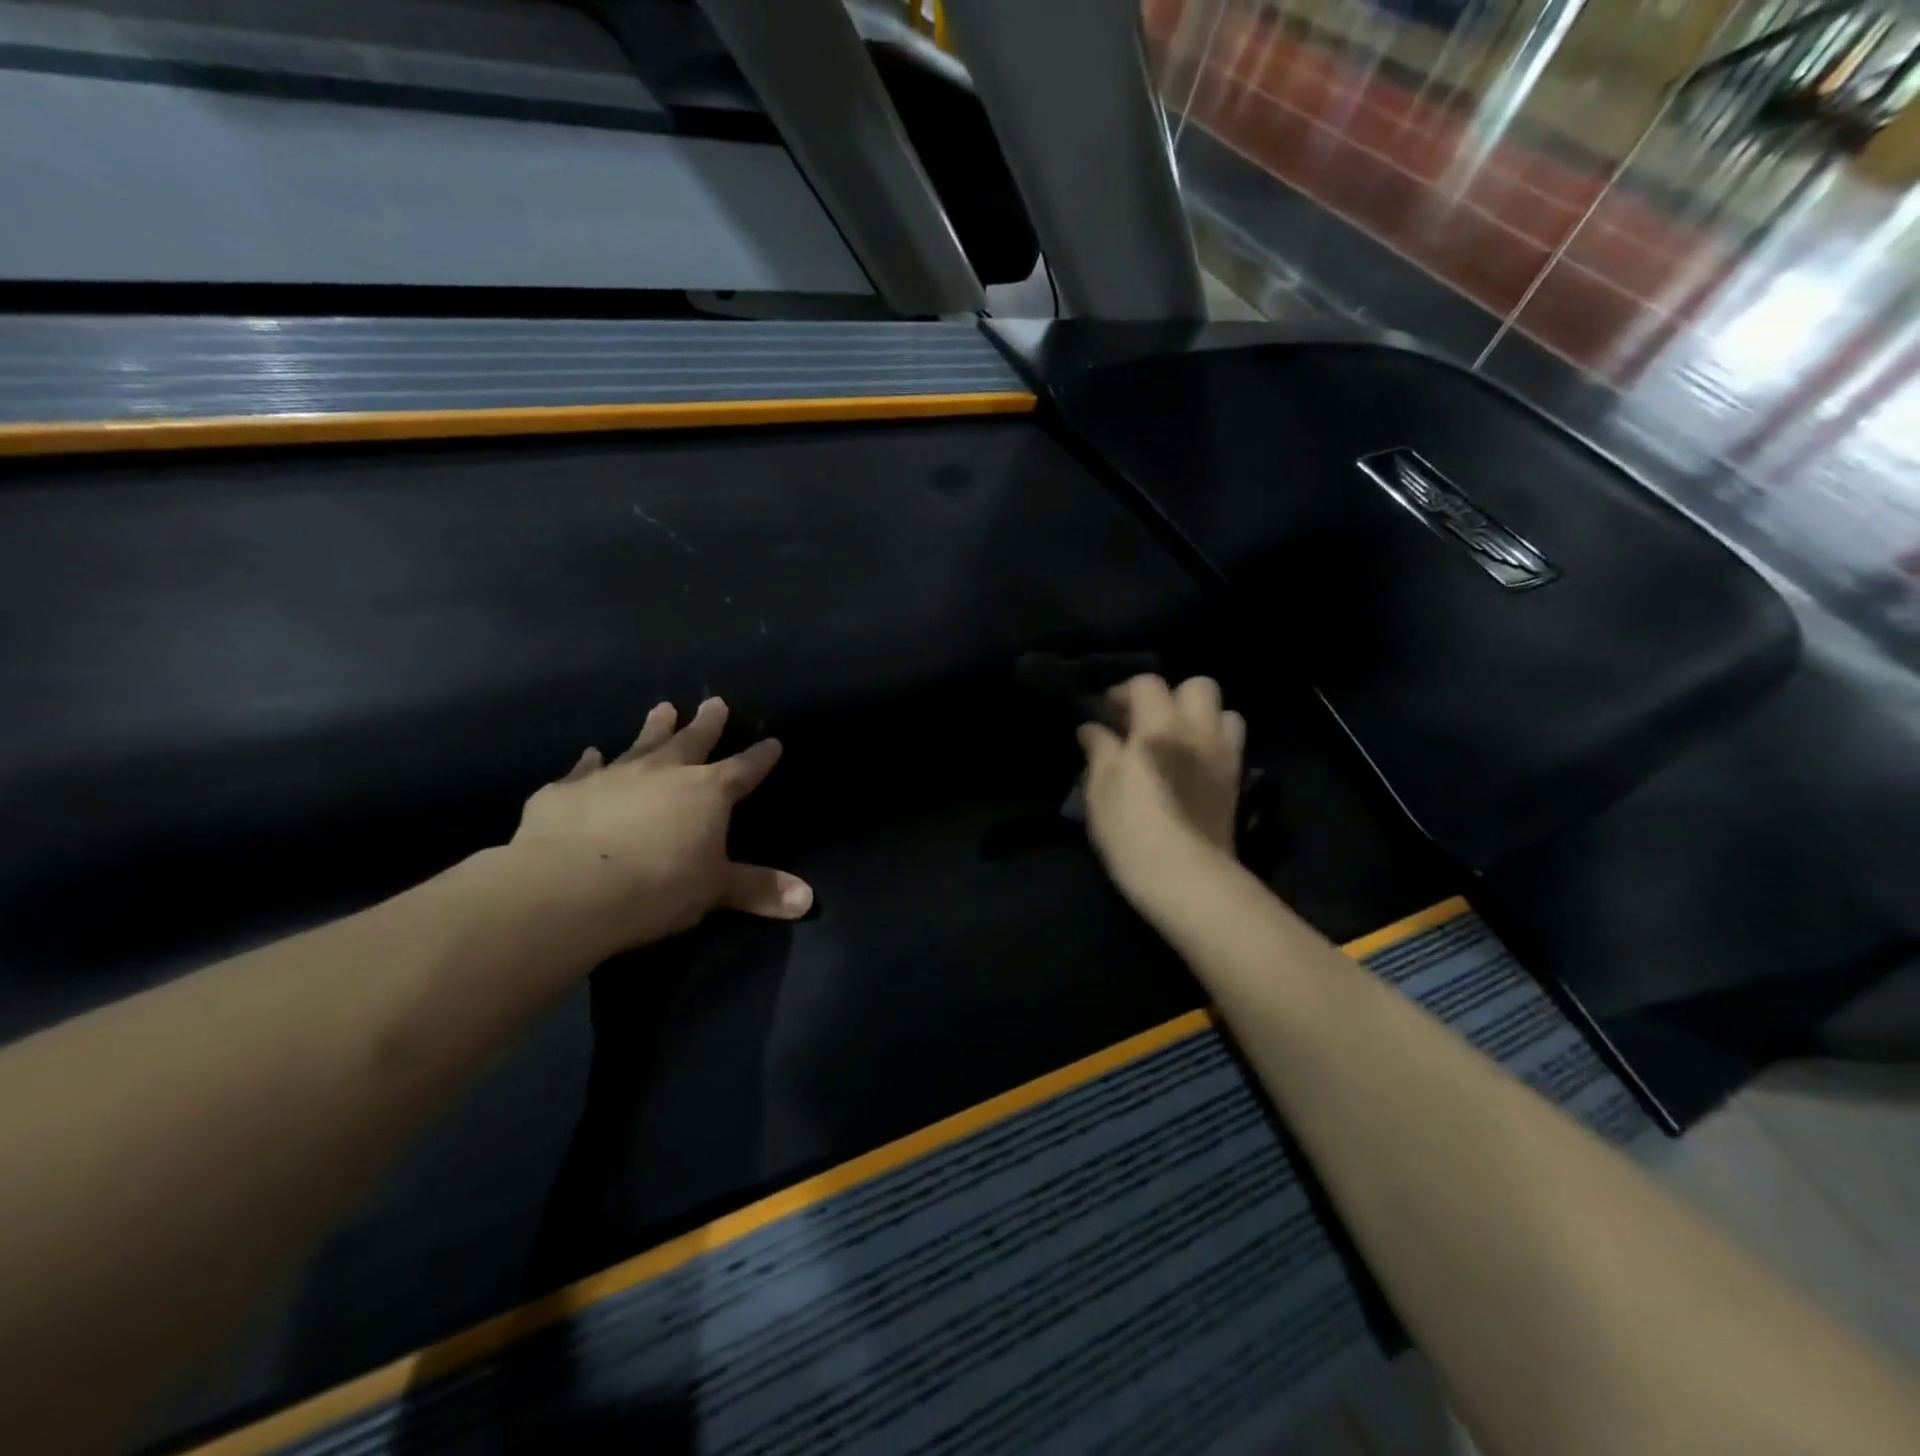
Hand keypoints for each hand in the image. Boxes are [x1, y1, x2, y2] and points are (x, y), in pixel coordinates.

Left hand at [510, 698, 812, 954]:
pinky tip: (590, 754)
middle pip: (692, 741)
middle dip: (707, 723)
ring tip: (663, 708)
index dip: (760, 758)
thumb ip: (759, 889)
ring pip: (641, 744)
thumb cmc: (658, 885)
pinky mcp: (566, 791)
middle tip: (715, 702)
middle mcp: (663, 772)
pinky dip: (589, 762)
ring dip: (654, 727)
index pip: (744, 769)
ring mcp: (613, 776)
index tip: (773, 742)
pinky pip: (583, 770)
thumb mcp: (716, 889)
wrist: (569, 887)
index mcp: (707, 792)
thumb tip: (808, 900)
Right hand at [1077, 675, 1244, 909]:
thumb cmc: (1132, 829)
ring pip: (1224, 713)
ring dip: (1200, 718)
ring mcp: (1224, 756)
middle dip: (1172, 696)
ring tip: (1177, 741)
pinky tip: (1191, 767)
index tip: (1106, 713)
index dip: (1124, 692)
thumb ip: (1099, 750)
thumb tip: (1091, 728)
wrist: (1185, 877)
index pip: (1147, 683)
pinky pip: (1230, 746)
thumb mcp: (1100, 788)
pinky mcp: (1236, 783)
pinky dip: (1213, 745)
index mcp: (1159, 726)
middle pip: (1198, 686)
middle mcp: (1198, 730)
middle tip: (1147, 722)